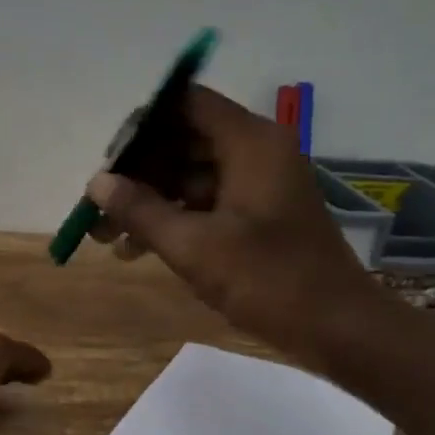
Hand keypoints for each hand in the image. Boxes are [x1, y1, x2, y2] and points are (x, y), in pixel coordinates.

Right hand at [87, 85, 389, 368]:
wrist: (339, 330)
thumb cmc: (268, 279)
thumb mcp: (193, 246)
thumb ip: (140, 209)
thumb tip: (96, 182)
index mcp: (250, 143)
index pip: (186, 104)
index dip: (142, 126)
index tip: (108, 159)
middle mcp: (256, 152)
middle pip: (183, 140)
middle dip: (137, 172)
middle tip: (98, 204)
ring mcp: (258, 184)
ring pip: (189, 175)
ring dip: (148, 200)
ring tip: (106, 235)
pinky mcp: (258, 214)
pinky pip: (205, 201)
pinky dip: (172, 218)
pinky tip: (135, 249)